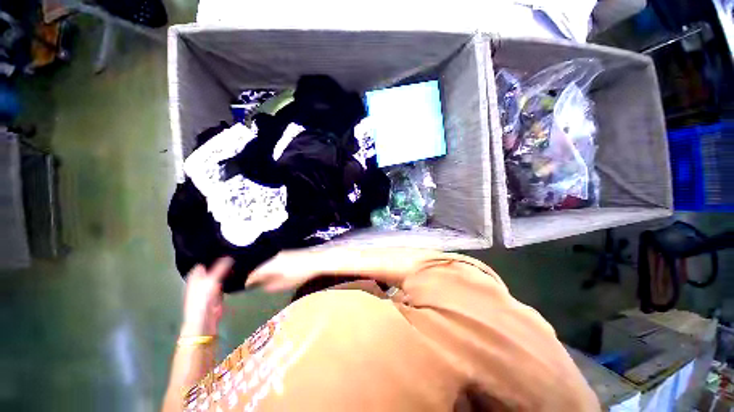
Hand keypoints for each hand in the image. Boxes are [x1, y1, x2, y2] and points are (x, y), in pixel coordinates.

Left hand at [181, 257, 232, 336]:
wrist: (205, 319)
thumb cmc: (203, 299)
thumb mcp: (212, 280)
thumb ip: (220, 267)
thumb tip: (230, 256)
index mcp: (196, 275)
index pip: (203, 261)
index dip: (211, 254)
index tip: (223, 246)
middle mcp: (202, 279)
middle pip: (212, 267)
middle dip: (221, 260)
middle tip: (234, 250)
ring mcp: (210, 286)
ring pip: (219, 274)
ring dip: (227, 269)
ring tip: (238, 258)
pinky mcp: (218, 292)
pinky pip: (225, 281)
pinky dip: (230, 276)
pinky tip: (238, 270)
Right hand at [246, 250, 320, 291]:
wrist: (316, 260)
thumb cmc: (300, 274)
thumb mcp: (284, 284)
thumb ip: (270, 286)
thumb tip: (261, 287)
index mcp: (271, 264)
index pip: (255, 273)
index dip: (249, 281)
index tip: (246, 288)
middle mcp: (274, 256)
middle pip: (261, 266)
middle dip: (257, 275)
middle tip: (254, 284)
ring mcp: (283, 253)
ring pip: (269, 262)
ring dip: (265, 270)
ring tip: (264, 279)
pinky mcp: (290, 252)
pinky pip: (276, 260)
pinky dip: (273, 266)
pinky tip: (276, 272)